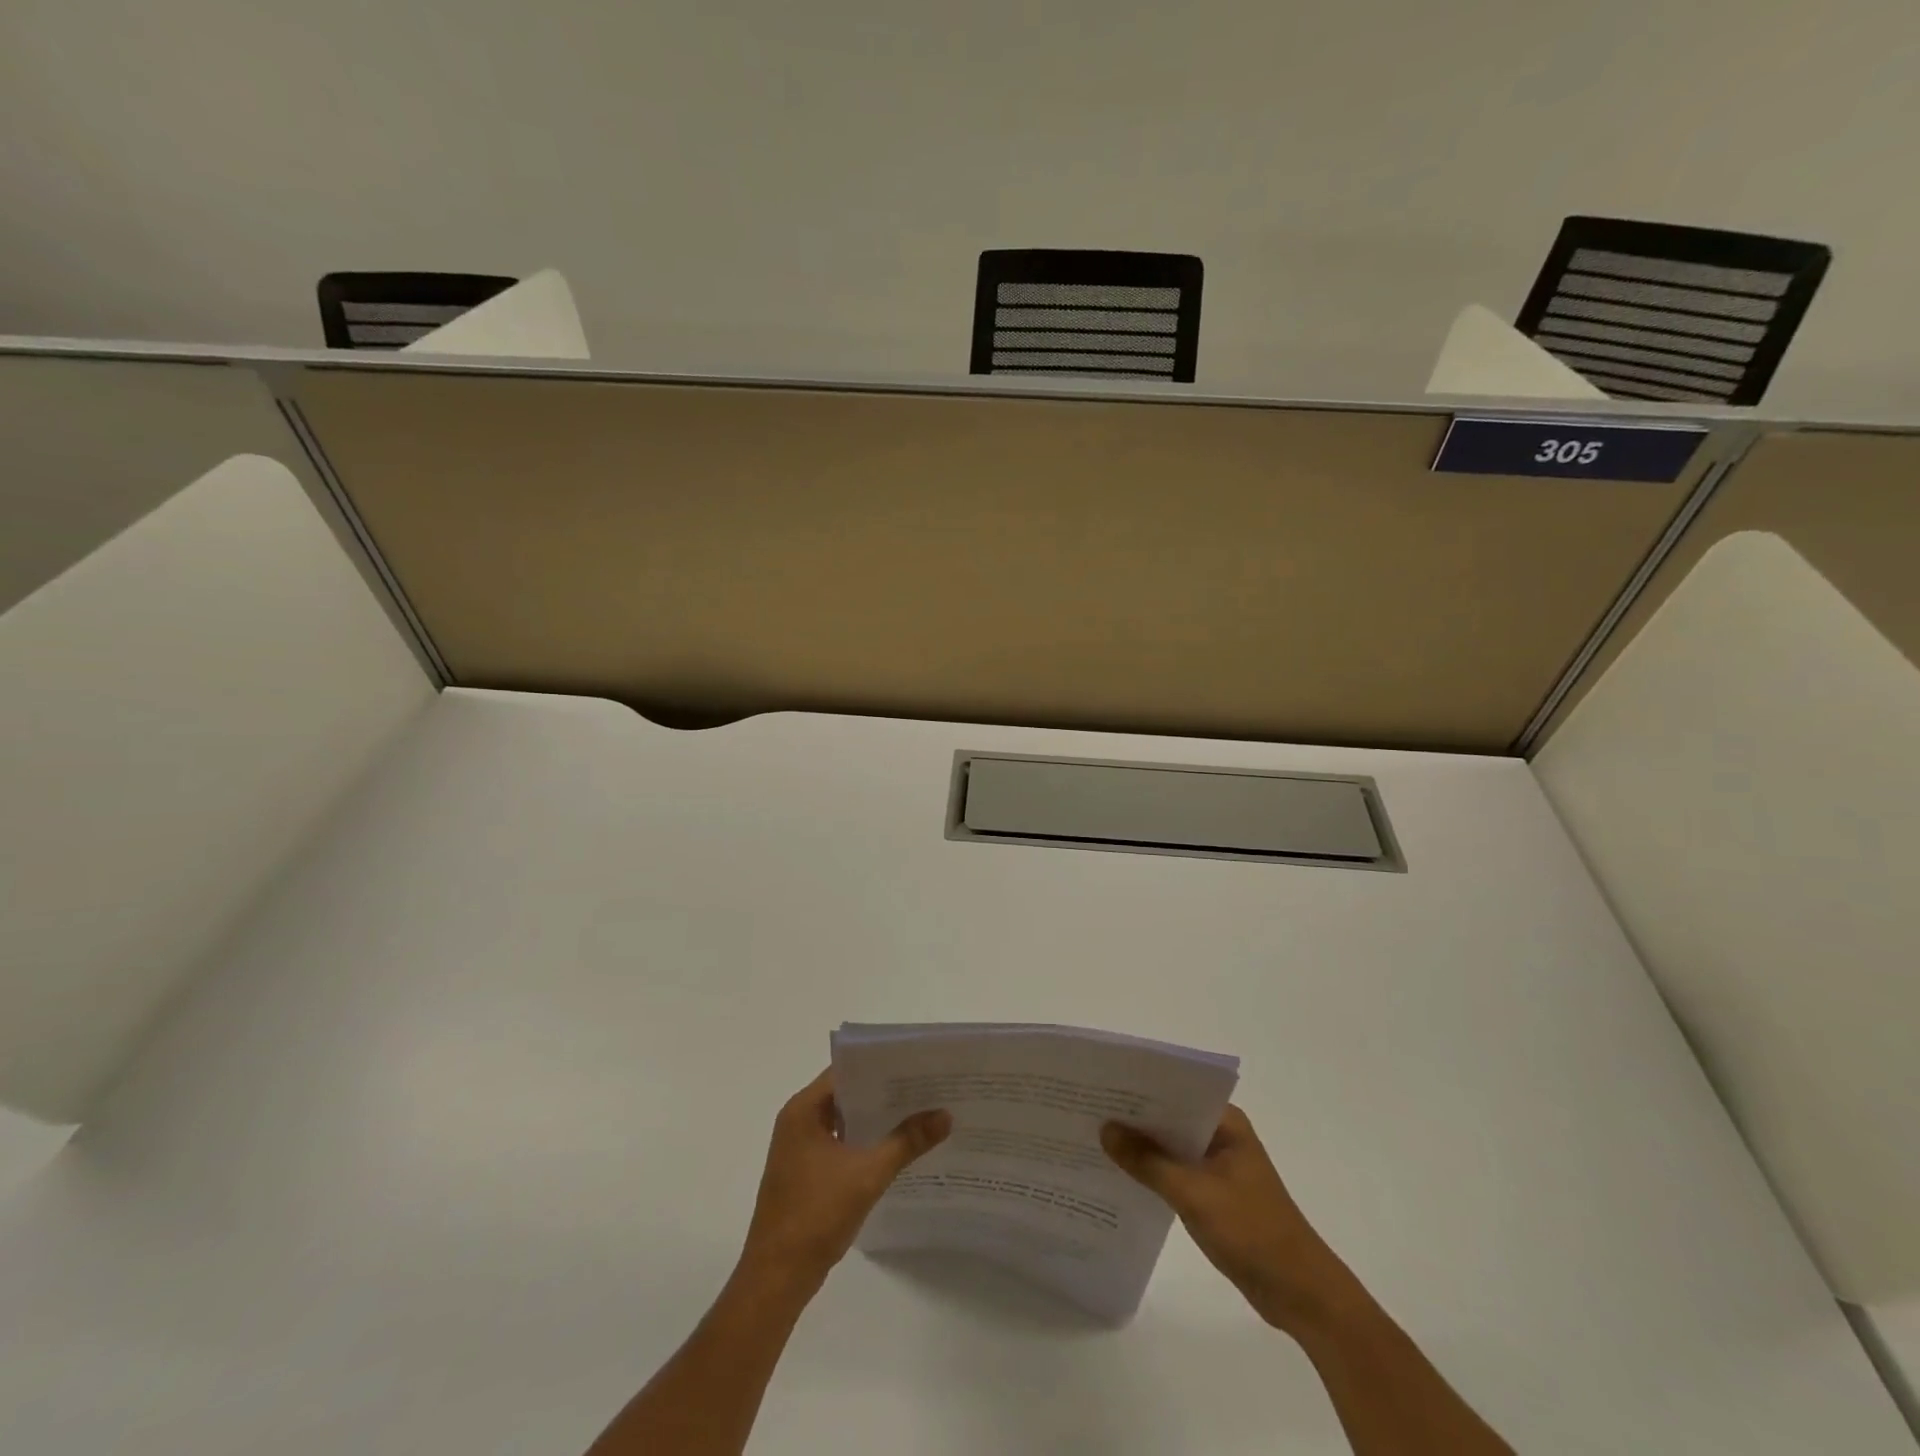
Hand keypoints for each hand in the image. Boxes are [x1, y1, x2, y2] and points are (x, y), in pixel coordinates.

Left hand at [739, 1068, 950, 1293]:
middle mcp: (798, 1121)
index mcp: (803, 1109)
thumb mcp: (867, 1174)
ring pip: (845, 1121)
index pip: (846, 1070)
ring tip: (920, 1112)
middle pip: (847, 1094)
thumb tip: (945, 1115)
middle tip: (927, 1087)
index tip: (916, 1064)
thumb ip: (907, 1141)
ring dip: (876, 1119)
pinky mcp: (805, 1173)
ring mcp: (800, 1149)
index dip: (881, 1065)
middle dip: (885, 1092)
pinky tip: (897, 1148)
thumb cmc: (815, 1215)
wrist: (776, 1279)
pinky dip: (866, 1142)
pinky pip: (841, 1144)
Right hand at [1102, 1105, 1354, 1333]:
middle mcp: (1220, 1135)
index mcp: (1225, 1122)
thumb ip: (1148, 1161)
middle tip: (1087, 1110)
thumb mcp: (1194, 1194)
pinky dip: (1152, 1172)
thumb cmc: (1252, 1231)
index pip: (1174, 1091)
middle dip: (1133, 1118)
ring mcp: (1217, 1165)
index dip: (1138, 1088)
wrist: (1300, 1294)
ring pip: (1170, 1146)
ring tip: (1094, 1139)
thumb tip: (1105, 1129)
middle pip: (1169, 1117)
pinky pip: (1174, 1172)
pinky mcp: (1213, 1193)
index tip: (1100, 1085)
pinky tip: (1120, 1176)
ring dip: (1141, 1147)